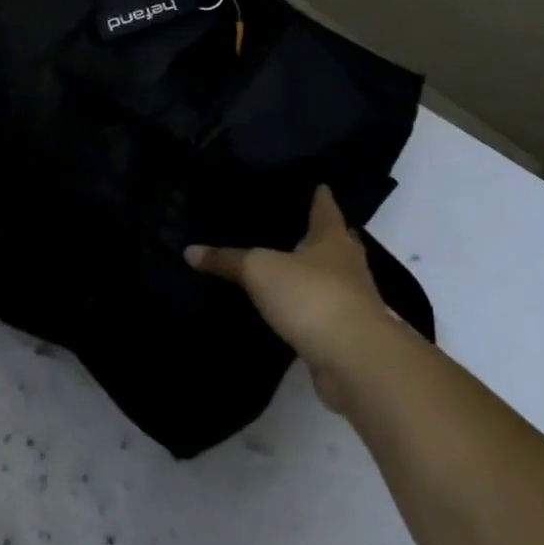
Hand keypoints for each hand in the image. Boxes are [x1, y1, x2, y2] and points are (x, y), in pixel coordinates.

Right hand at [186, 185, 391, 409]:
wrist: (354, 360)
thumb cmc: (311, 296)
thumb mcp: (259, 270)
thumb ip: (227, 260)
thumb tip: (189, 251)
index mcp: (331, 239)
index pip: (326, 208)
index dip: (321, 196)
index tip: (319, 184)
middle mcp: (348, 264)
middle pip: (336, 242)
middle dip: (320, 235)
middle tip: (297, 225)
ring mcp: (352, 301)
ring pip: (333, 278)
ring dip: (316, 273)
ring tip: (288, 267)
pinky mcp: (347, 334)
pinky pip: (324, 312)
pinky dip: (310, 308)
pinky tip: (290, 309)